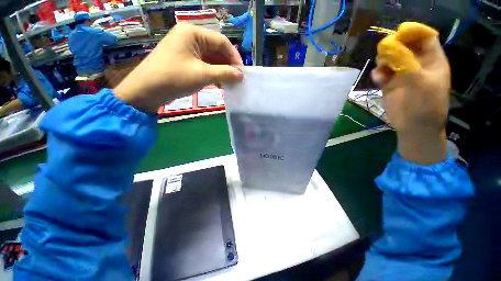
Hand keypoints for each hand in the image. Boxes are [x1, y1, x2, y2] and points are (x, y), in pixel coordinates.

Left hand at [114, 22, 242, 113]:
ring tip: (229, 83)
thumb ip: (225, 73)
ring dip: (221, 70)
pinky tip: (218, 82)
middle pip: (216, 49)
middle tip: (236, 79)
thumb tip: (241, 75)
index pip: (222, 42)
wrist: (147, 90)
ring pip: (211, 57)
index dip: (234, 57)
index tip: (241, 73)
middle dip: (228, 65)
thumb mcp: (203, 75)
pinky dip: (212, 72)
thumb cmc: (175, 78)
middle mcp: (190, 36)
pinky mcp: (184, 59)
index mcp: (193, 32)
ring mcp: (186, 48)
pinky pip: (203, 63)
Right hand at [372, 22, 449, 164]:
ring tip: (382, 68)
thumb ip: (408, 64)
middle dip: (394, 46)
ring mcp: (402, 74)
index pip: (424, 39)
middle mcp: (417, 64)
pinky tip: (378, 78)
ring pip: (390, 59)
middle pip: (404, 46)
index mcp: (432, 61)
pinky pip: (381, 73)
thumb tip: (391, 48)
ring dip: (384, 60)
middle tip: (386, 52)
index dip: (412, 33)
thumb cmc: (426, 105)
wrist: (414, 126)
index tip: (398, 35)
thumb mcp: (421, 82)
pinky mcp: (389, 84)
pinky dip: (378, 73)